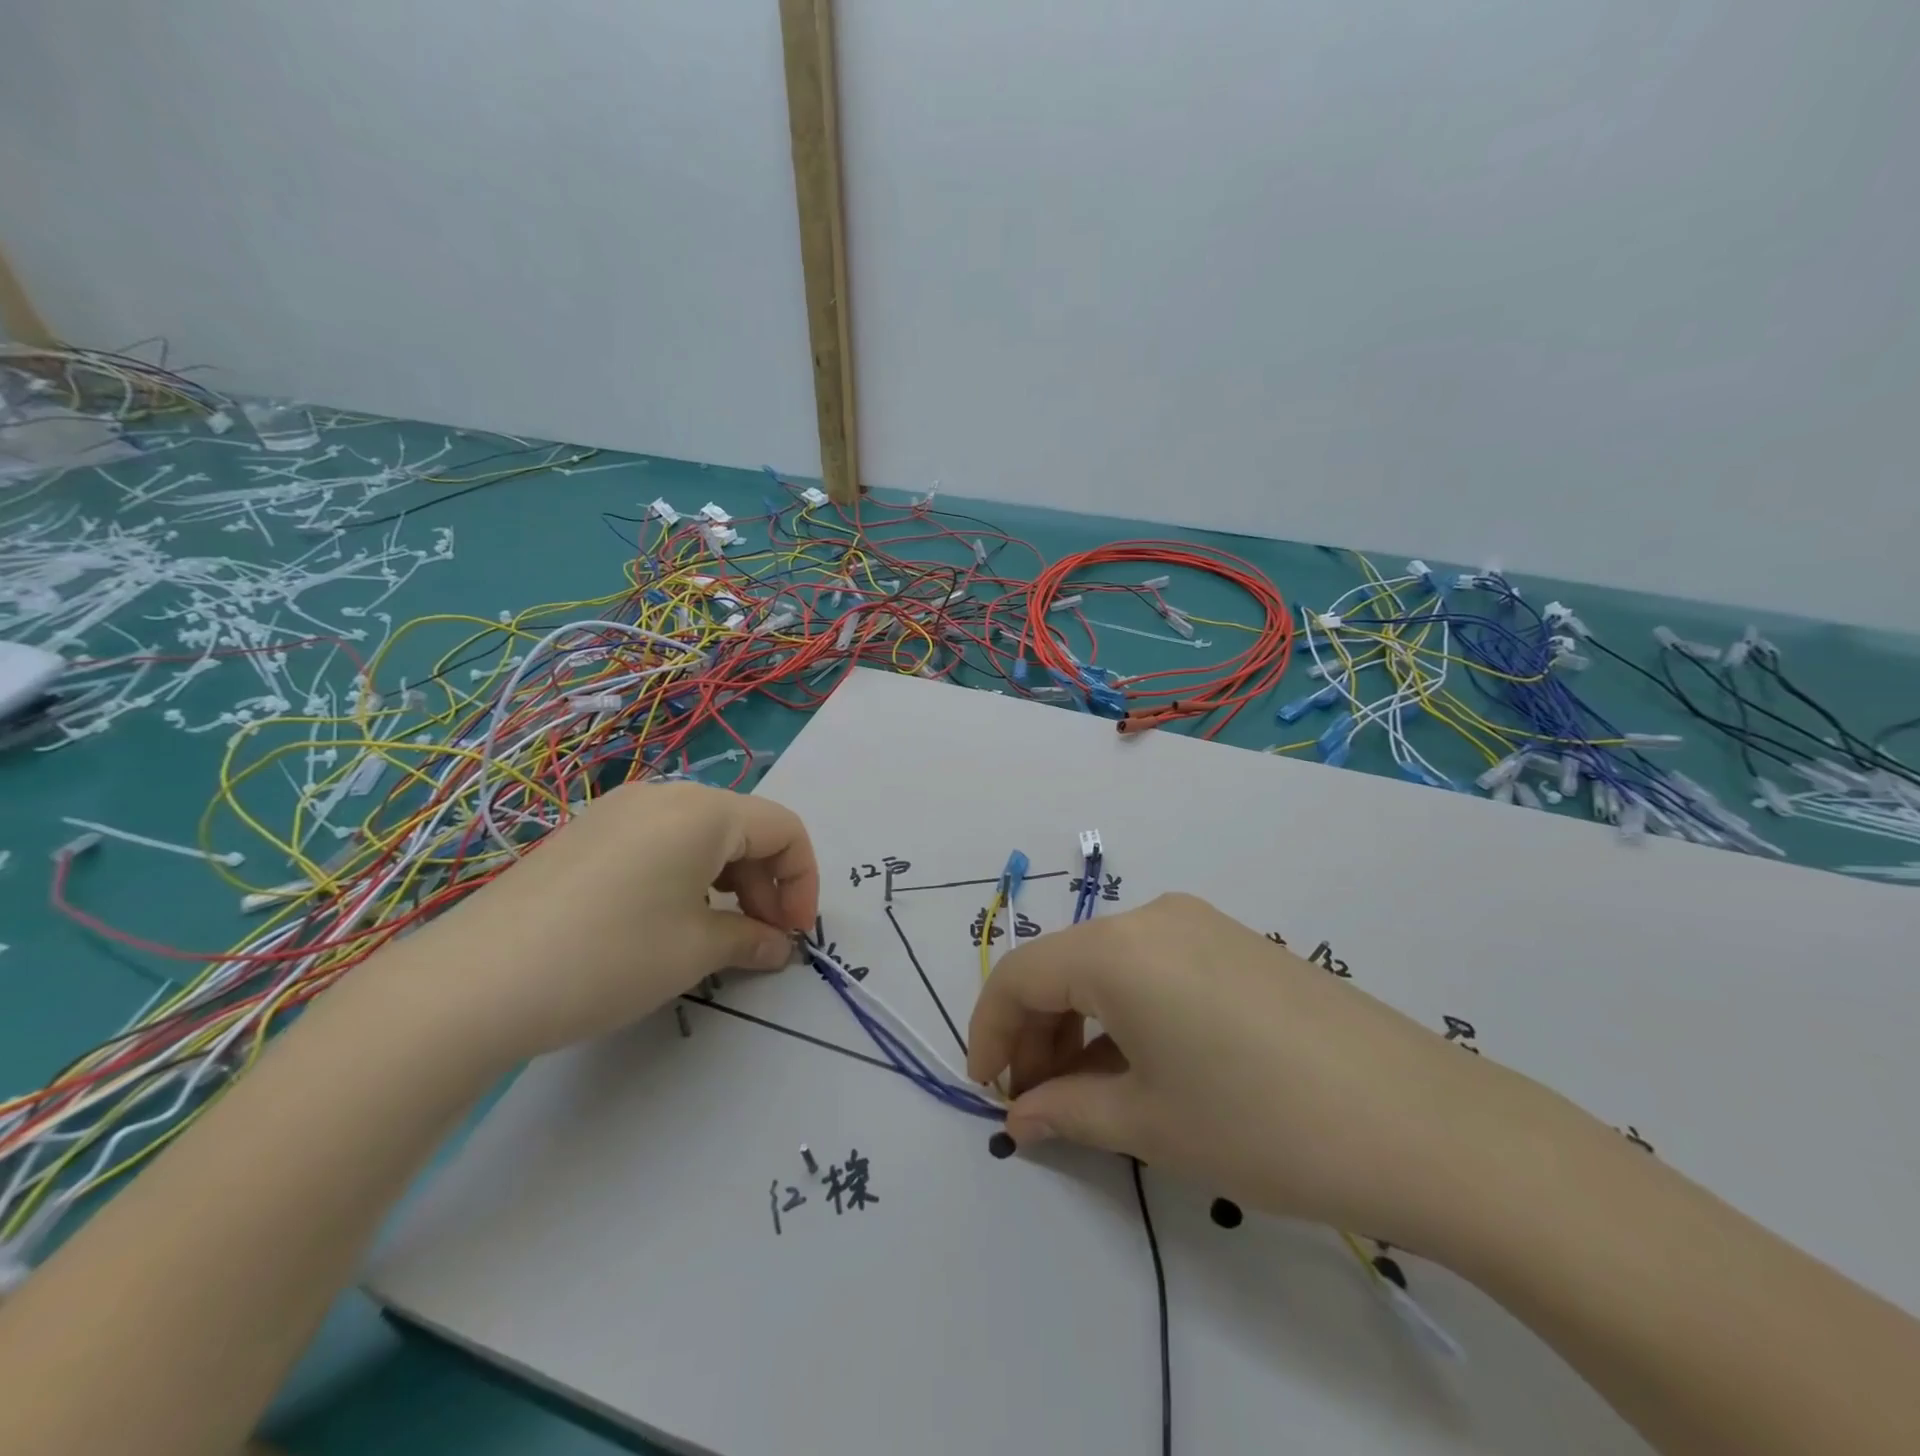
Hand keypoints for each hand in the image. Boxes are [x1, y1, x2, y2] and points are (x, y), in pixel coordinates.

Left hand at [405, 782, 819, 1064]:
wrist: (470, 984)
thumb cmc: (607, 957)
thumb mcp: (694, 951)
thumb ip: (751, 940)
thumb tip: (779, 946)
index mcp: (702, 810)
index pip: (784, 828)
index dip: (803, 881)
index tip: (796, 935)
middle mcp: (664, 795)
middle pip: (744, 827)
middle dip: (767, 883)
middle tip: (762, 940)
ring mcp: (618, 812)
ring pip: (702, 835)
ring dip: (729, 881)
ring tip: (718, 935)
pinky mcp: (587, 835)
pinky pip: (661, 843)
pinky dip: (688, 877)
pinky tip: (669, 922)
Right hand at [967, 893, 1579, 1254]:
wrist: (1425, 1125)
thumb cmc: (1263, 1125)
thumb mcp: (1151, 1125)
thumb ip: (1068, 1112)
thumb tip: (1021, 1116)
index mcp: (1117, 948)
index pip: (1022, 975)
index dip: (991, 1030)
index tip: (987, 1089)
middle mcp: (1153, 917)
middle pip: (1065, 966)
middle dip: (1037, 1032)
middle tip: (1037, 1103)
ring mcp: (1202, 925)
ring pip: (1111, 966)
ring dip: (1083, 1023)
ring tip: (1087, 1093)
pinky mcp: (1239, 944)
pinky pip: (1156, 968)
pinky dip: (1129, 1012)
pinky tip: (1143, 1066)